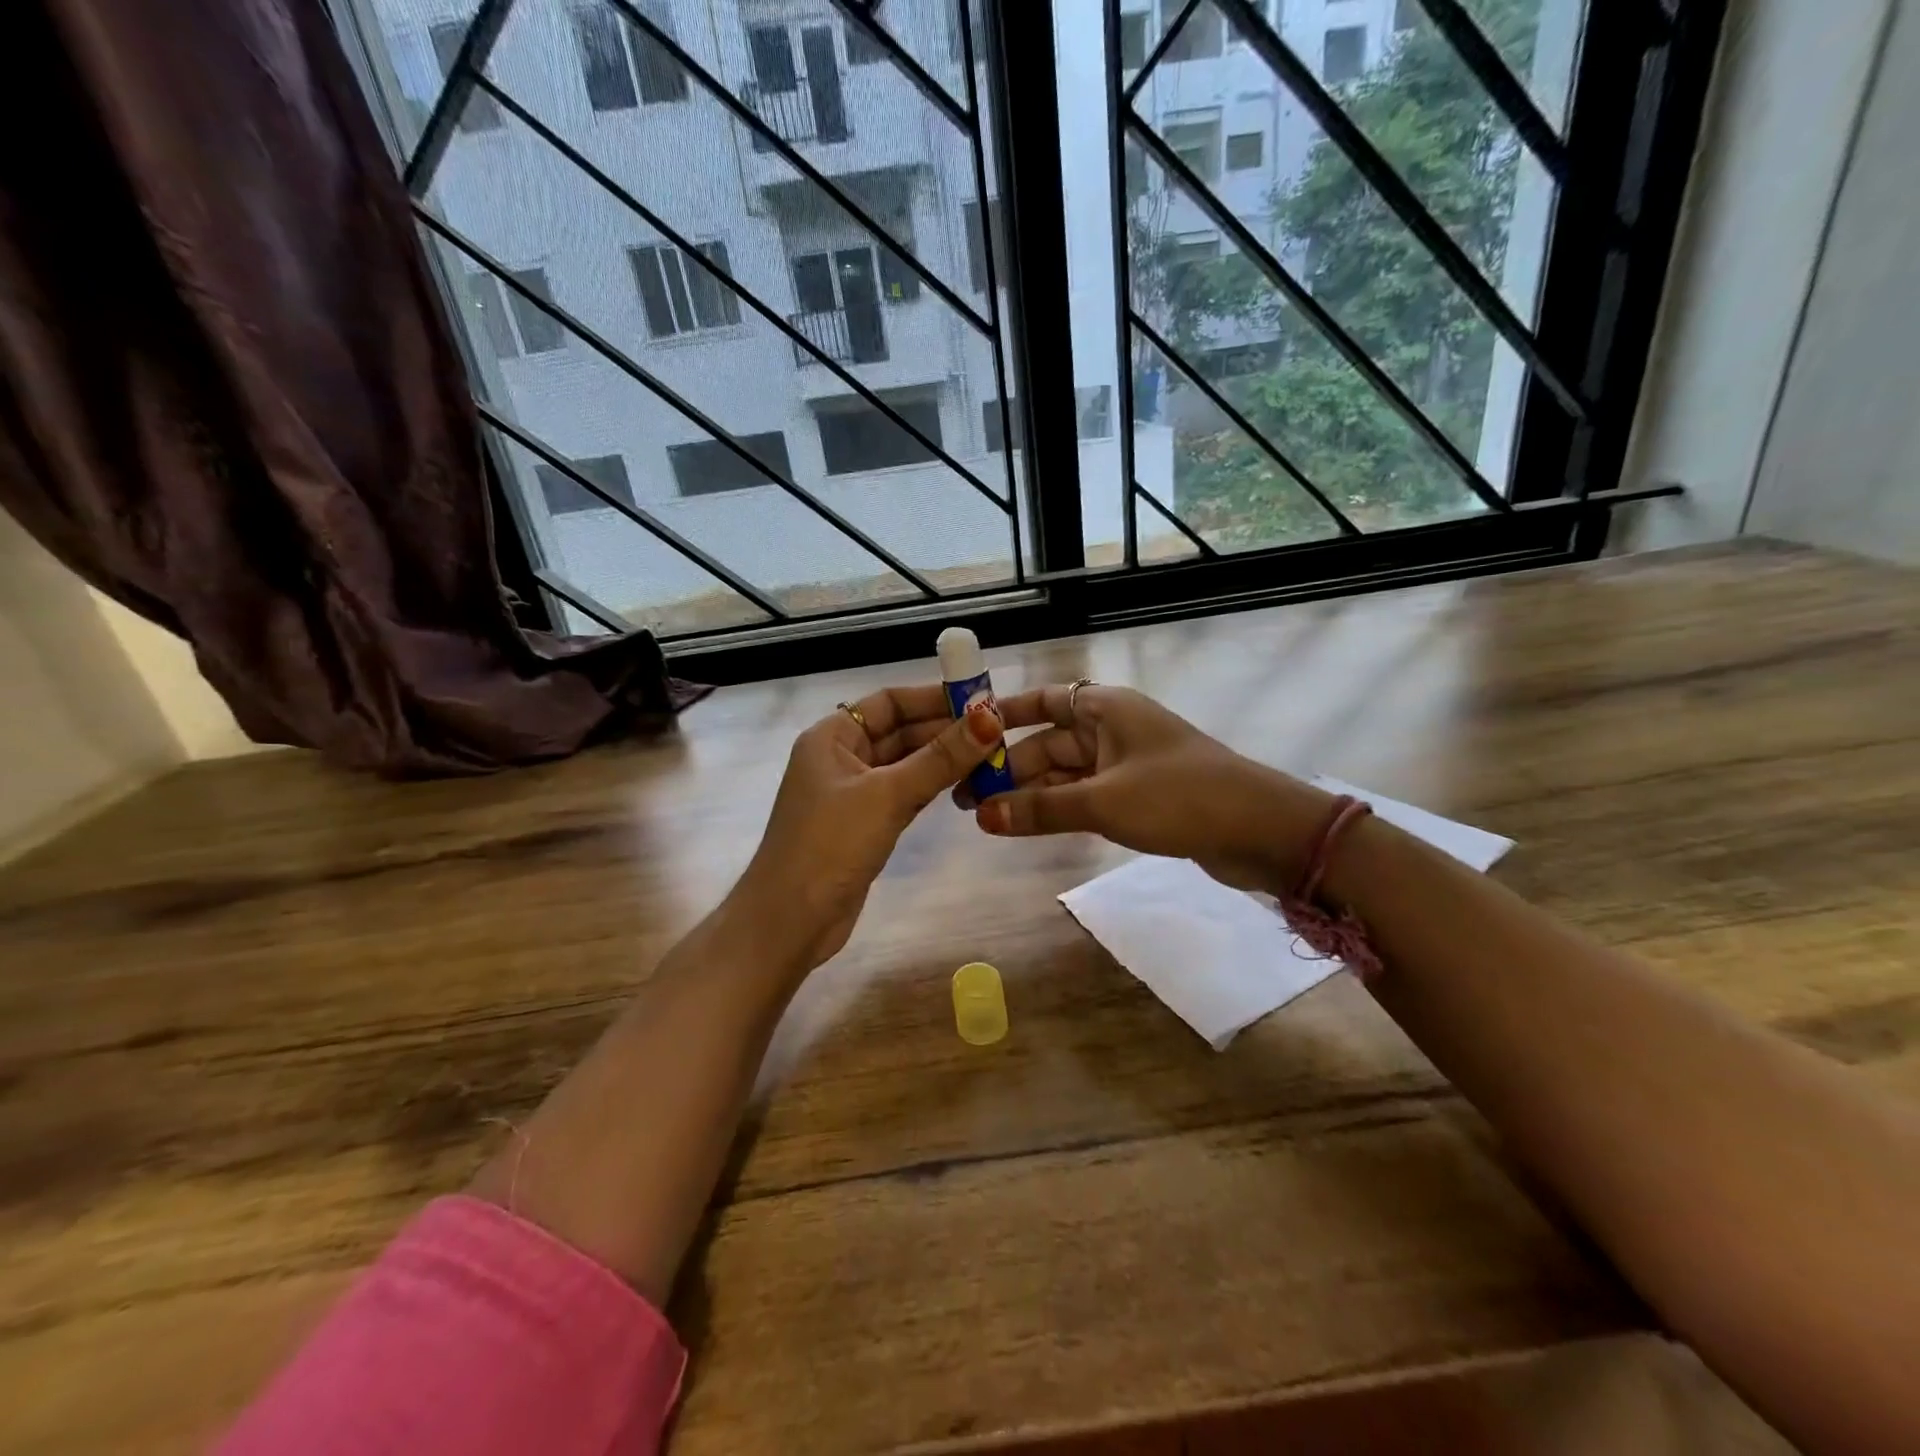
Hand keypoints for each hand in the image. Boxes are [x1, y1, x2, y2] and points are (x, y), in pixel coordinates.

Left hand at [734, 684, 1003, 971]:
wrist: (790, 921)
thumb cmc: (830, 845)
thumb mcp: (888, 795)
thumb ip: (940, 757)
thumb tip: (991, 718)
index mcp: (831, 736)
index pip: (889, 701)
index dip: (934, 698)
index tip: (982, 700)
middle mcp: (840, 757)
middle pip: (899, 731)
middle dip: (945, 730)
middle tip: (999, 730)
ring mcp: (852, 793)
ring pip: (905, 764)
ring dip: (944, 760)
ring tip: (993, 754)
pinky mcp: (865, 824)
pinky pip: (904, 793)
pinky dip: (933, 787)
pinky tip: (967, 784)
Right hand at [962, 683, 1331, 891]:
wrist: (1260, 830)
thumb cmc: (1178, 797)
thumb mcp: (1103, 801)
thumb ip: (1040, 809)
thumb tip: (981, 816)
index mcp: (1106, 708)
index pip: (1044, 700)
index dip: (1004, 715)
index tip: (964, 734)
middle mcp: (1113, 729)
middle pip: (1048, 742)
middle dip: (1008, 768)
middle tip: (964, 797)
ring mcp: (1126, 764)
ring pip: (1064, 773)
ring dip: (1029, 792)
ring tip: (984, 817)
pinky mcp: (1137, 796)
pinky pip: (1084, 795)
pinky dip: (1057, 808)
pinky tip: (1026, 824)